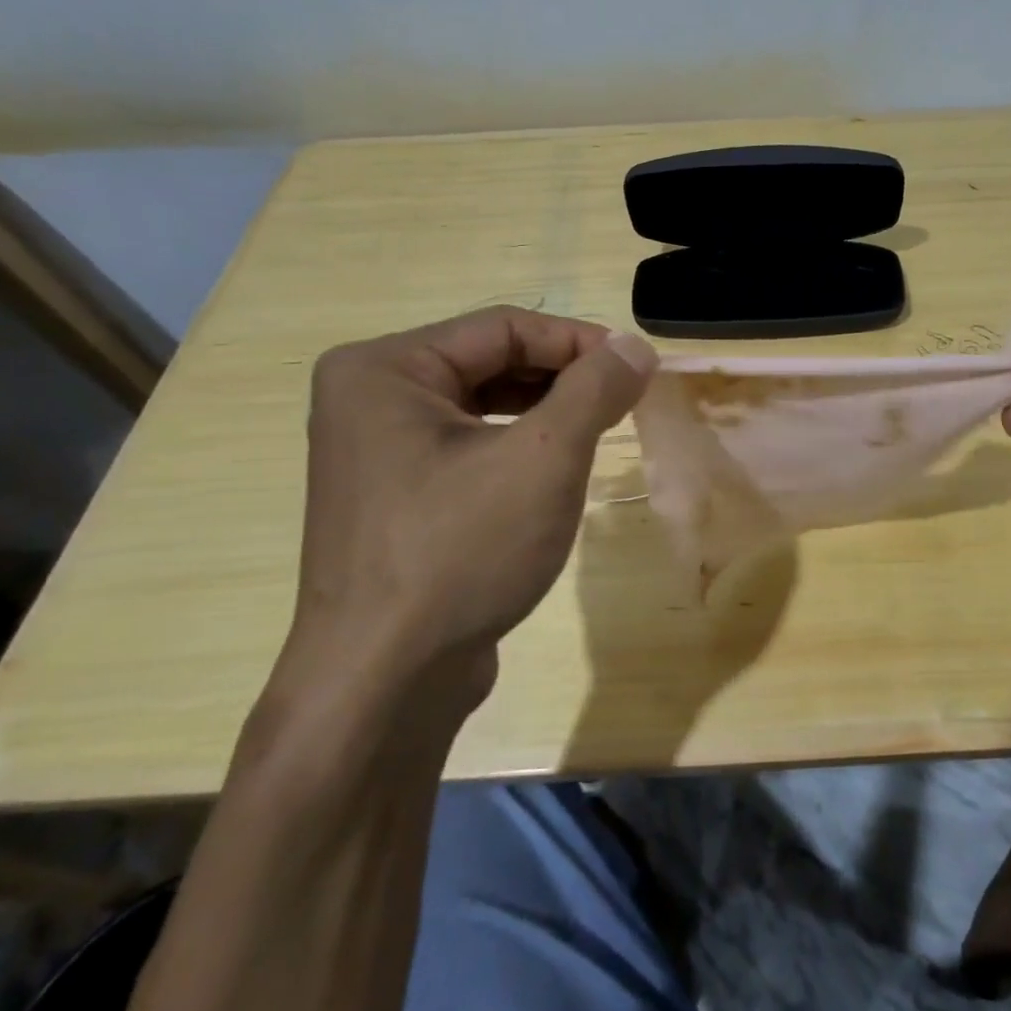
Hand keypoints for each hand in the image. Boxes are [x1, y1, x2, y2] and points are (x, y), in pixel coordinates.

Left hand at [281, 307, 656, 722]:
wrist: (385, 682)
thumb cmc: (460, 552)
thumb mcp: (543, 459)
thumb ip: (593, 389)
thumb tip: (635, 345)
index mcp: (385, 369)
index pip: (502, 327)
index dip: (578, 340)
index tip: (640, 365)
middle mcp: (370, 399)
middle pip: (490, 362)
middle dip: (564, 378)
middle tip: (626, 399)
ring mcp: (378, 451)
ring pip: (483, 407)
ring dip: (547, 413)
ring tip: (602, 430)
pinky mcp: (397, 496)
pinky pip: (470, 448)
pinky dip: (519, 448)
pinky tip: (557, 470)